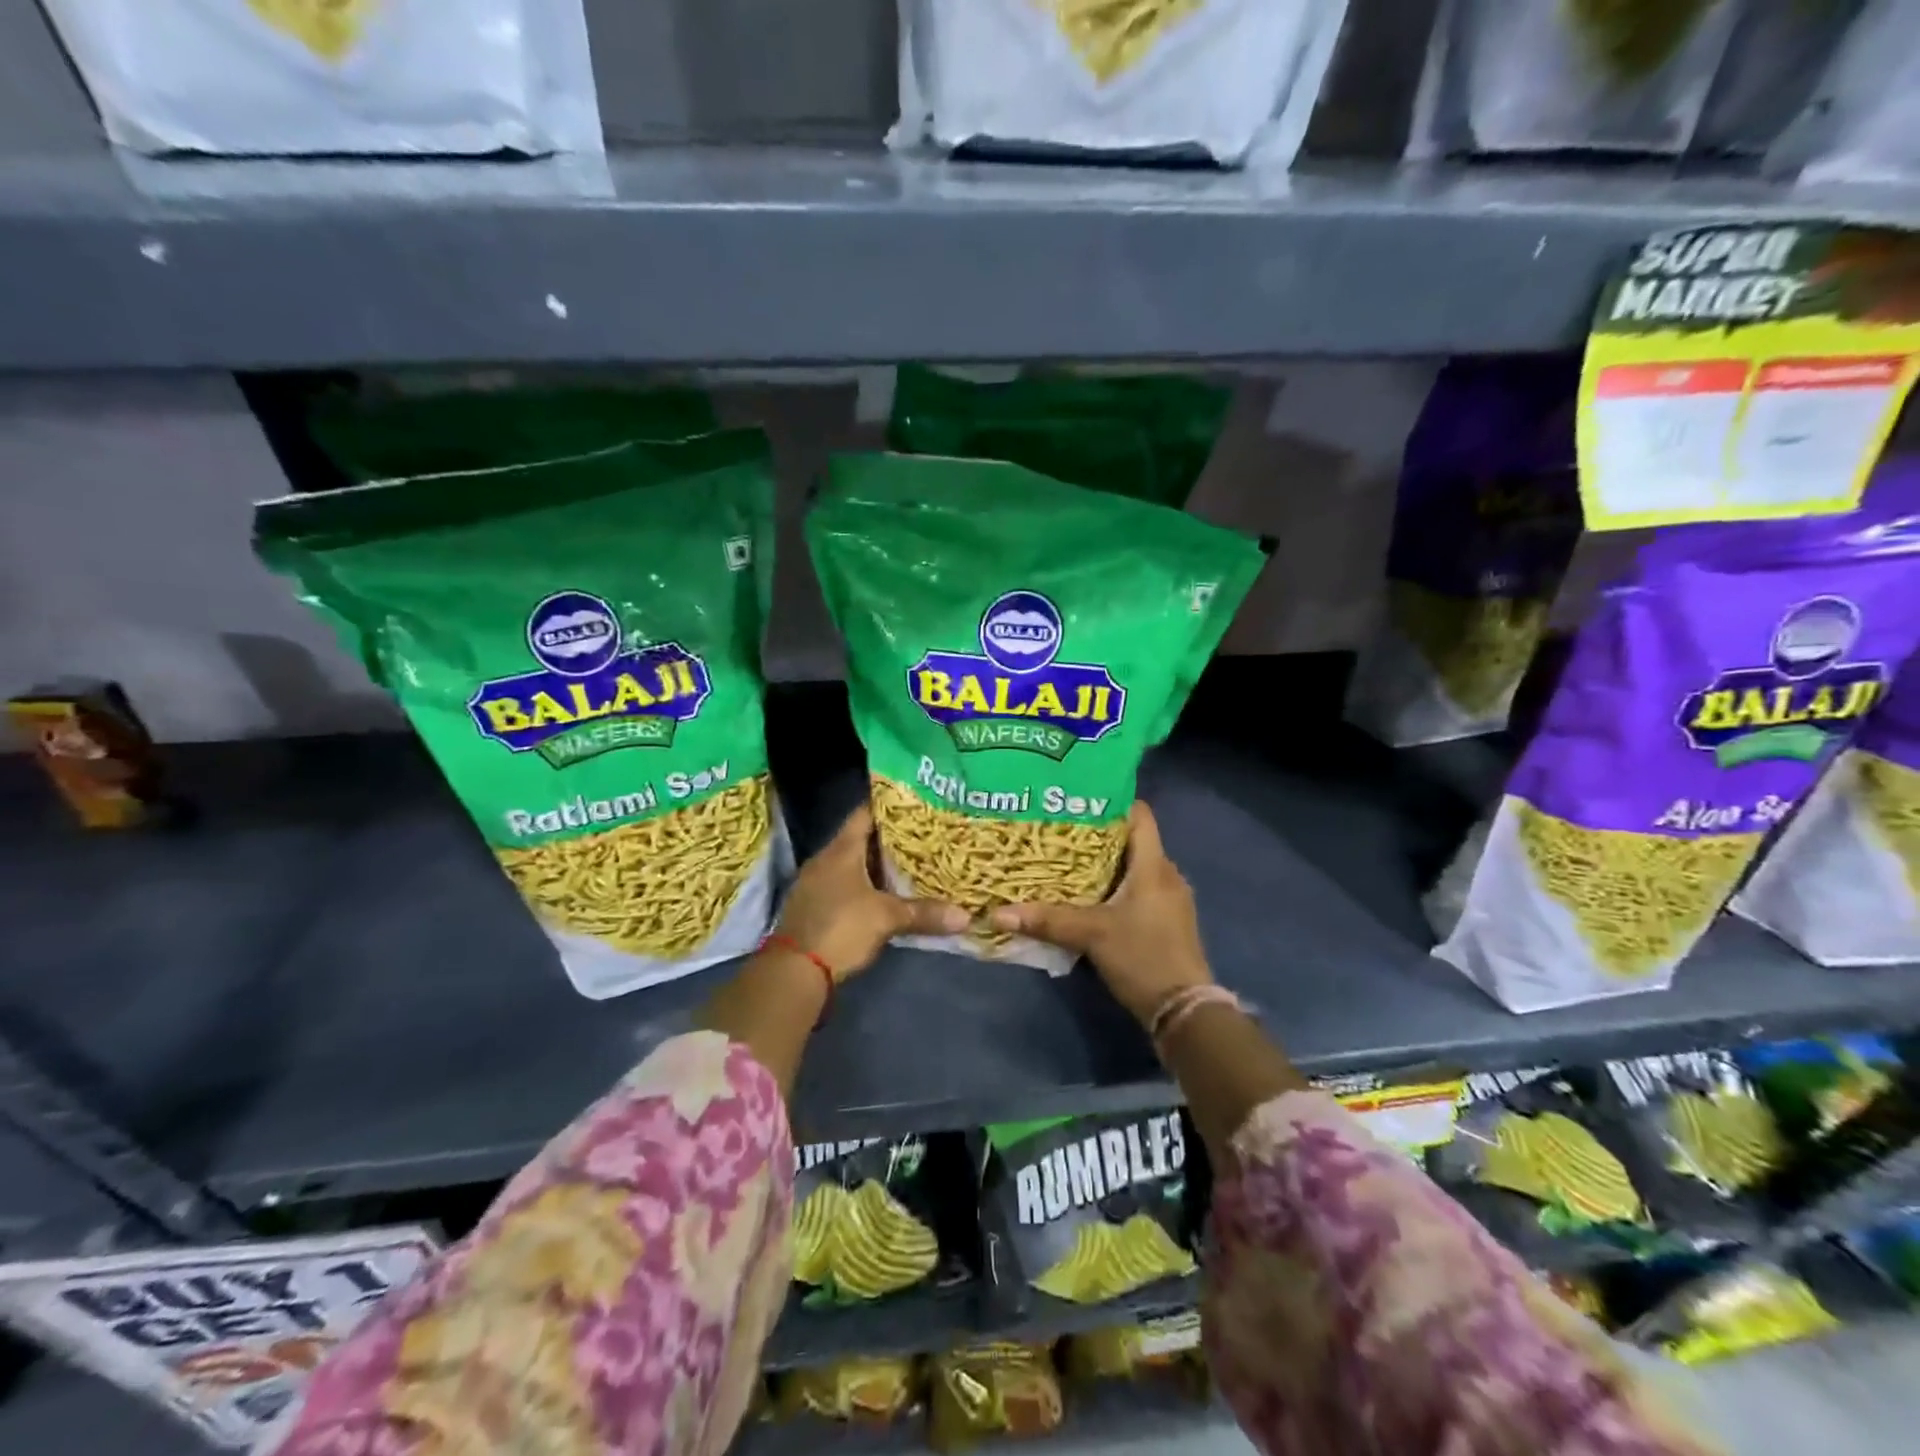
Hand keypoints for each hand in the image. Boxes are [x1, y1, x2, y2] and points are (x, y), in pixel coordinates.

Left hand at [775, 804, 966, 980]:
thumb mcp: (886, 918)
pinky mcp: (814, 906)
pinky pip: (845, 885)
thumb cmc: (841, 928)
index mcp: (841, 850)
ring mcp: (816, 883)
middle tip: (923, 835)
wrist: (794, 972)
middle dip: (890, 839)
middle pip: (860, 839)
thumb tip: (966, 917)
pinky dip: (865, 886)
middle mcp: (826, 859)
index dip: (888, 806)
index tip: (914, 804)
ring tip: (911, 863)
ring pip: (852, 864)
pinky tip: (886, 894)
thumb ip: (924, 913)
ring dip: (877, 865)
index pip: (864, 814)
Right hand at [989, 802, 1210, 1026]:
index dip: (1111, 802)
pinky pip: (1139, 890)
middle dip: (1098, 835)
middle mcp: (1167, 875)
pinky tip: (1089, 896)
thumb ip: (1047, 920)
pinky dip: (1116, 886)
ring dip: (1106, 863)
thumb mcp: (1091, 934)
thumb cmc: (1142, 957)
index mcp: (1154, 866)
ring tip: (1066, 860)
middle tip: (1059, 830)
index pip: (1140, 815)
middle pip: (1132, 841)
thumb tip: (998, 913)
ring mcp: (1170, 900)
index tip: (1077, 800)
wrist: (1184, 1011)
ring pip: (1135, 867)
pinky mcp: (1167, 921)